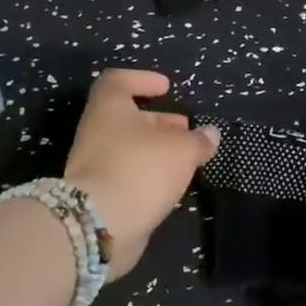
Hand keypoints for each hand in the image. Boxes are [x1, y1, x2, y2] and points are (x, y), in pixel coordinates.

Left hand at [63, 68, 219, 278]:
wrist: (99, 226)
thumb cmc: (140, 170)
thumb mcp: (182, 150)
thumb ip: (198, 141)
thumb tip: (210, 134)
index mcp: (109, 108)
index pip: (118, 80)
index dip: (143, 79)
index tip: (166, 87)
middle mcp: (97, 132)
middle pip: (127, 117)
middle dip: (159, 121)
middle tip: (185, 128)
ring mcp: (95, 165)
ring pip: (129, 148)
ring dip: (157, 150)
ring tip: (186, 158)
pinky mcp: (99, 194)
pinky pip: (127, 174)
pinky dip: (148, 174)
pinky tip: (171, 184)